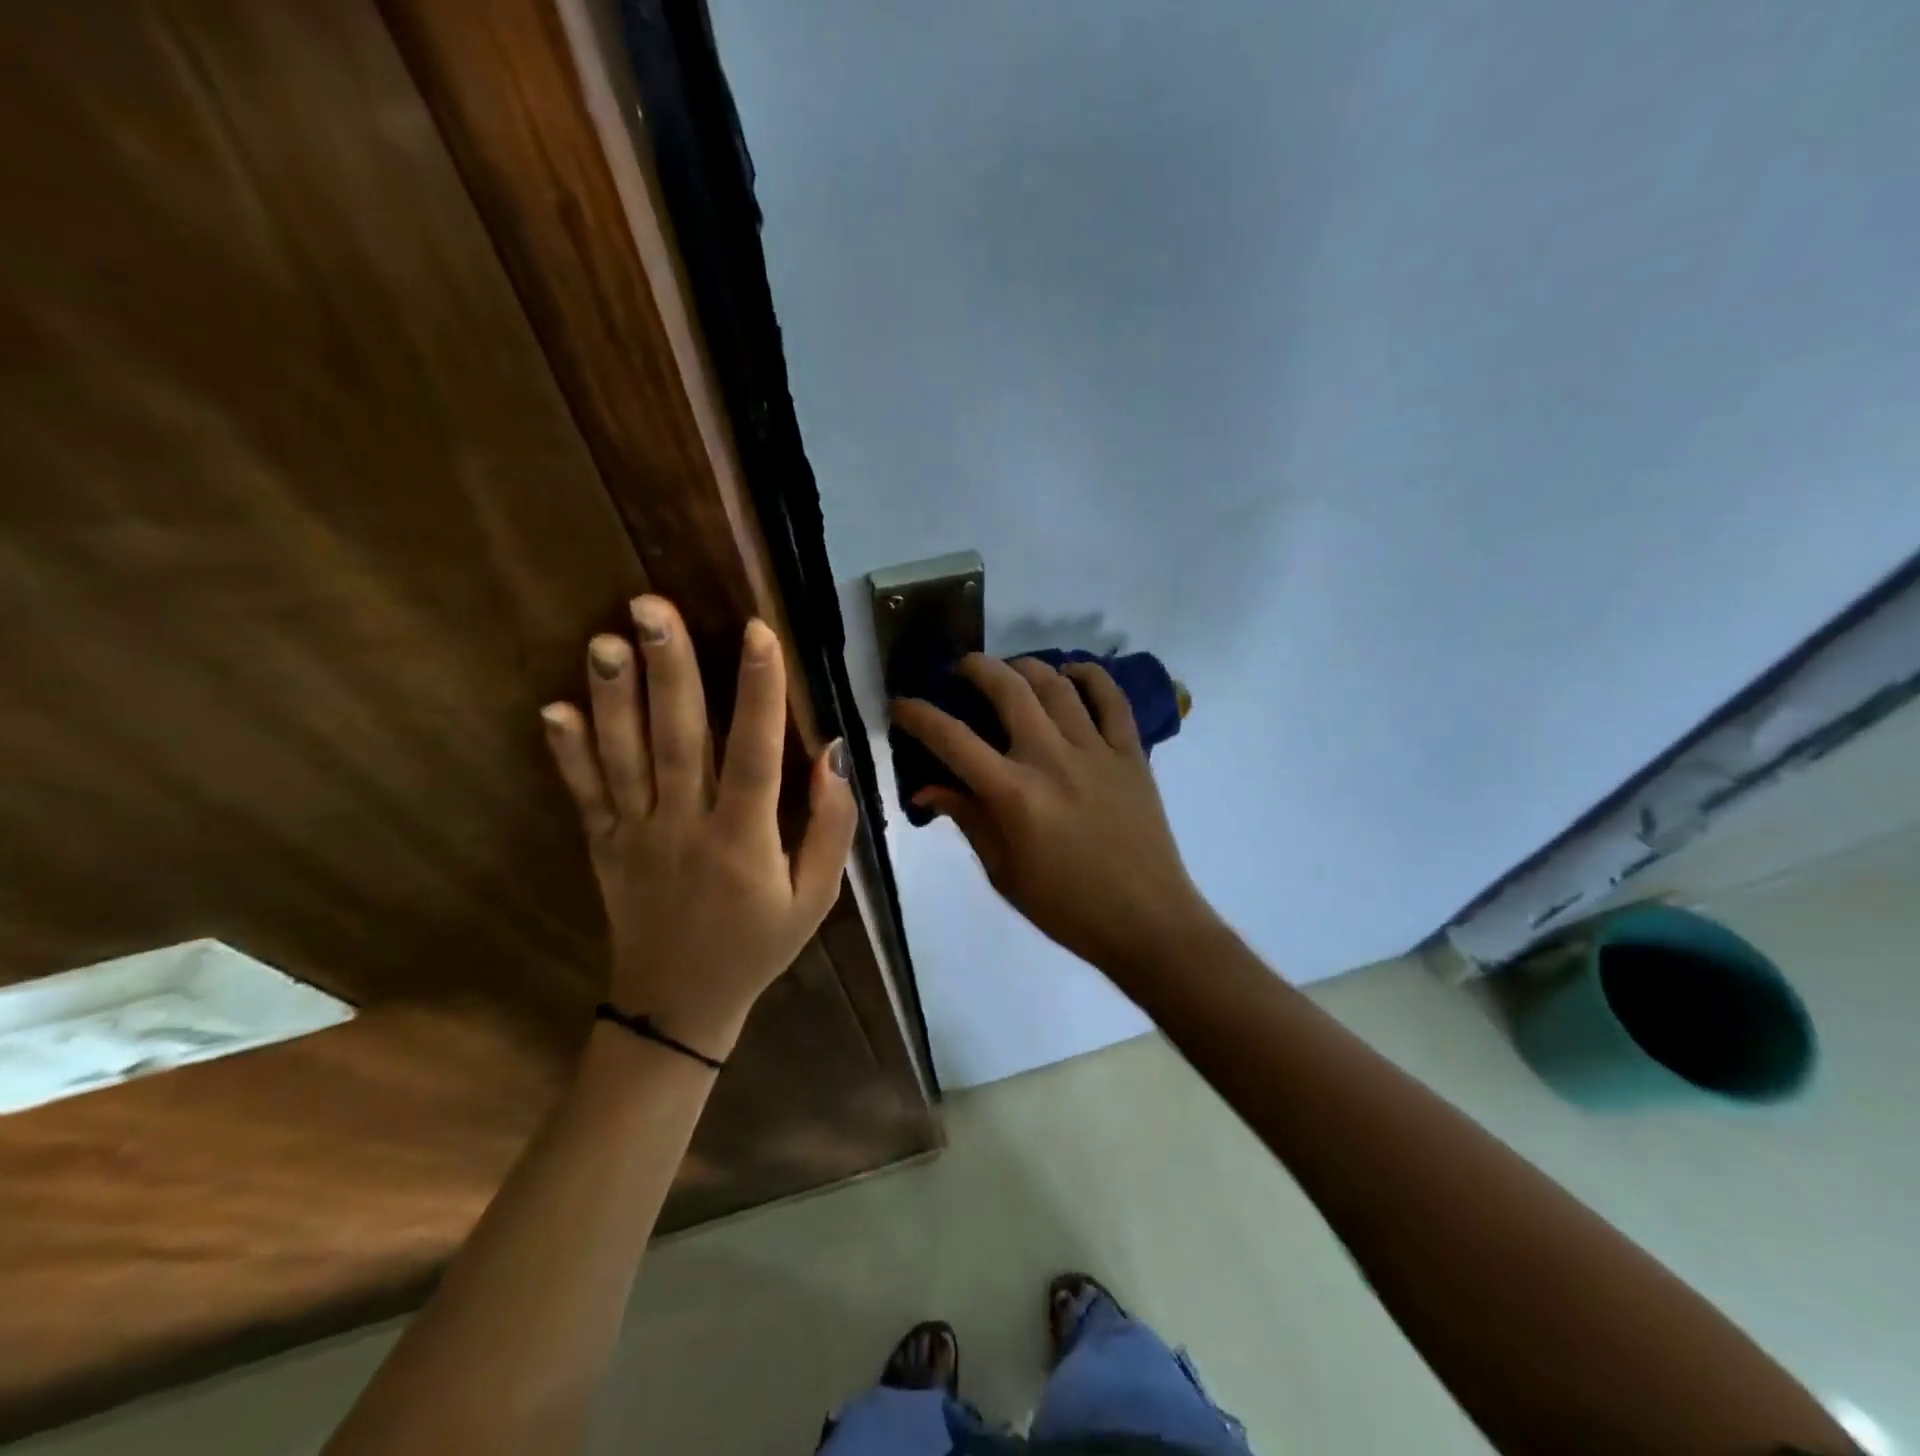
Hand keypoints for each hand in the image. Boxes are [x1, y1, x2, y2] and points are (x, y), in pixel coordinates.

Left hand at [541, 596, 856, 1057]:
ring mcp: (635, 837)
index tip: (758, 632)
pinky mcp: (602, 847)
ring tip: (605, 640)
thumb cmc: (758, 946)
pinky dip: (567, 753)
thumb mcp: (816, 898)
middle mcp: (685, 829)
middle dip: (669, 670)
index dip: (759, 692)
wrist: (678, 1007)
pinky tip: (553, 708)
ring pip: (624, 758)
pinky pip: (583, 796)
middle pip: (677, 740)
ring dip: (613, 698)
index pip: (755, 754)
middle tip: (652, 608)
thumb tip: (832, 756)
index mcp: (744, 841)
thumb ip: (830, 828)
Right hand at [891, 655, 1216, 978]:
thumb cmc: (1066, 906)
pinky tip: (1072, 671)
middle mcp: (1052, 759)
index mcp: (1014, 794)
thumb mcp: (1003, 872)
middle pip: (1008, 690)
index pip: (953, 739)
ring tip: (1012, 670)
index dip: (919, 715)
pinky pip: (1112, 699)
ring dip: (1027, 666)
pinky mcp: (1131, 753)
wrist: (1146, 920)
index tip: (902, 704)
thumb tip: (927, 788)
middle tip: (961, 669)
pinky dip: (1091, 676)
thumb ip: (968, 819)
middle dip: (976, 668)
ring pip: (1057, 685)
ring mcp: (1096, 751)